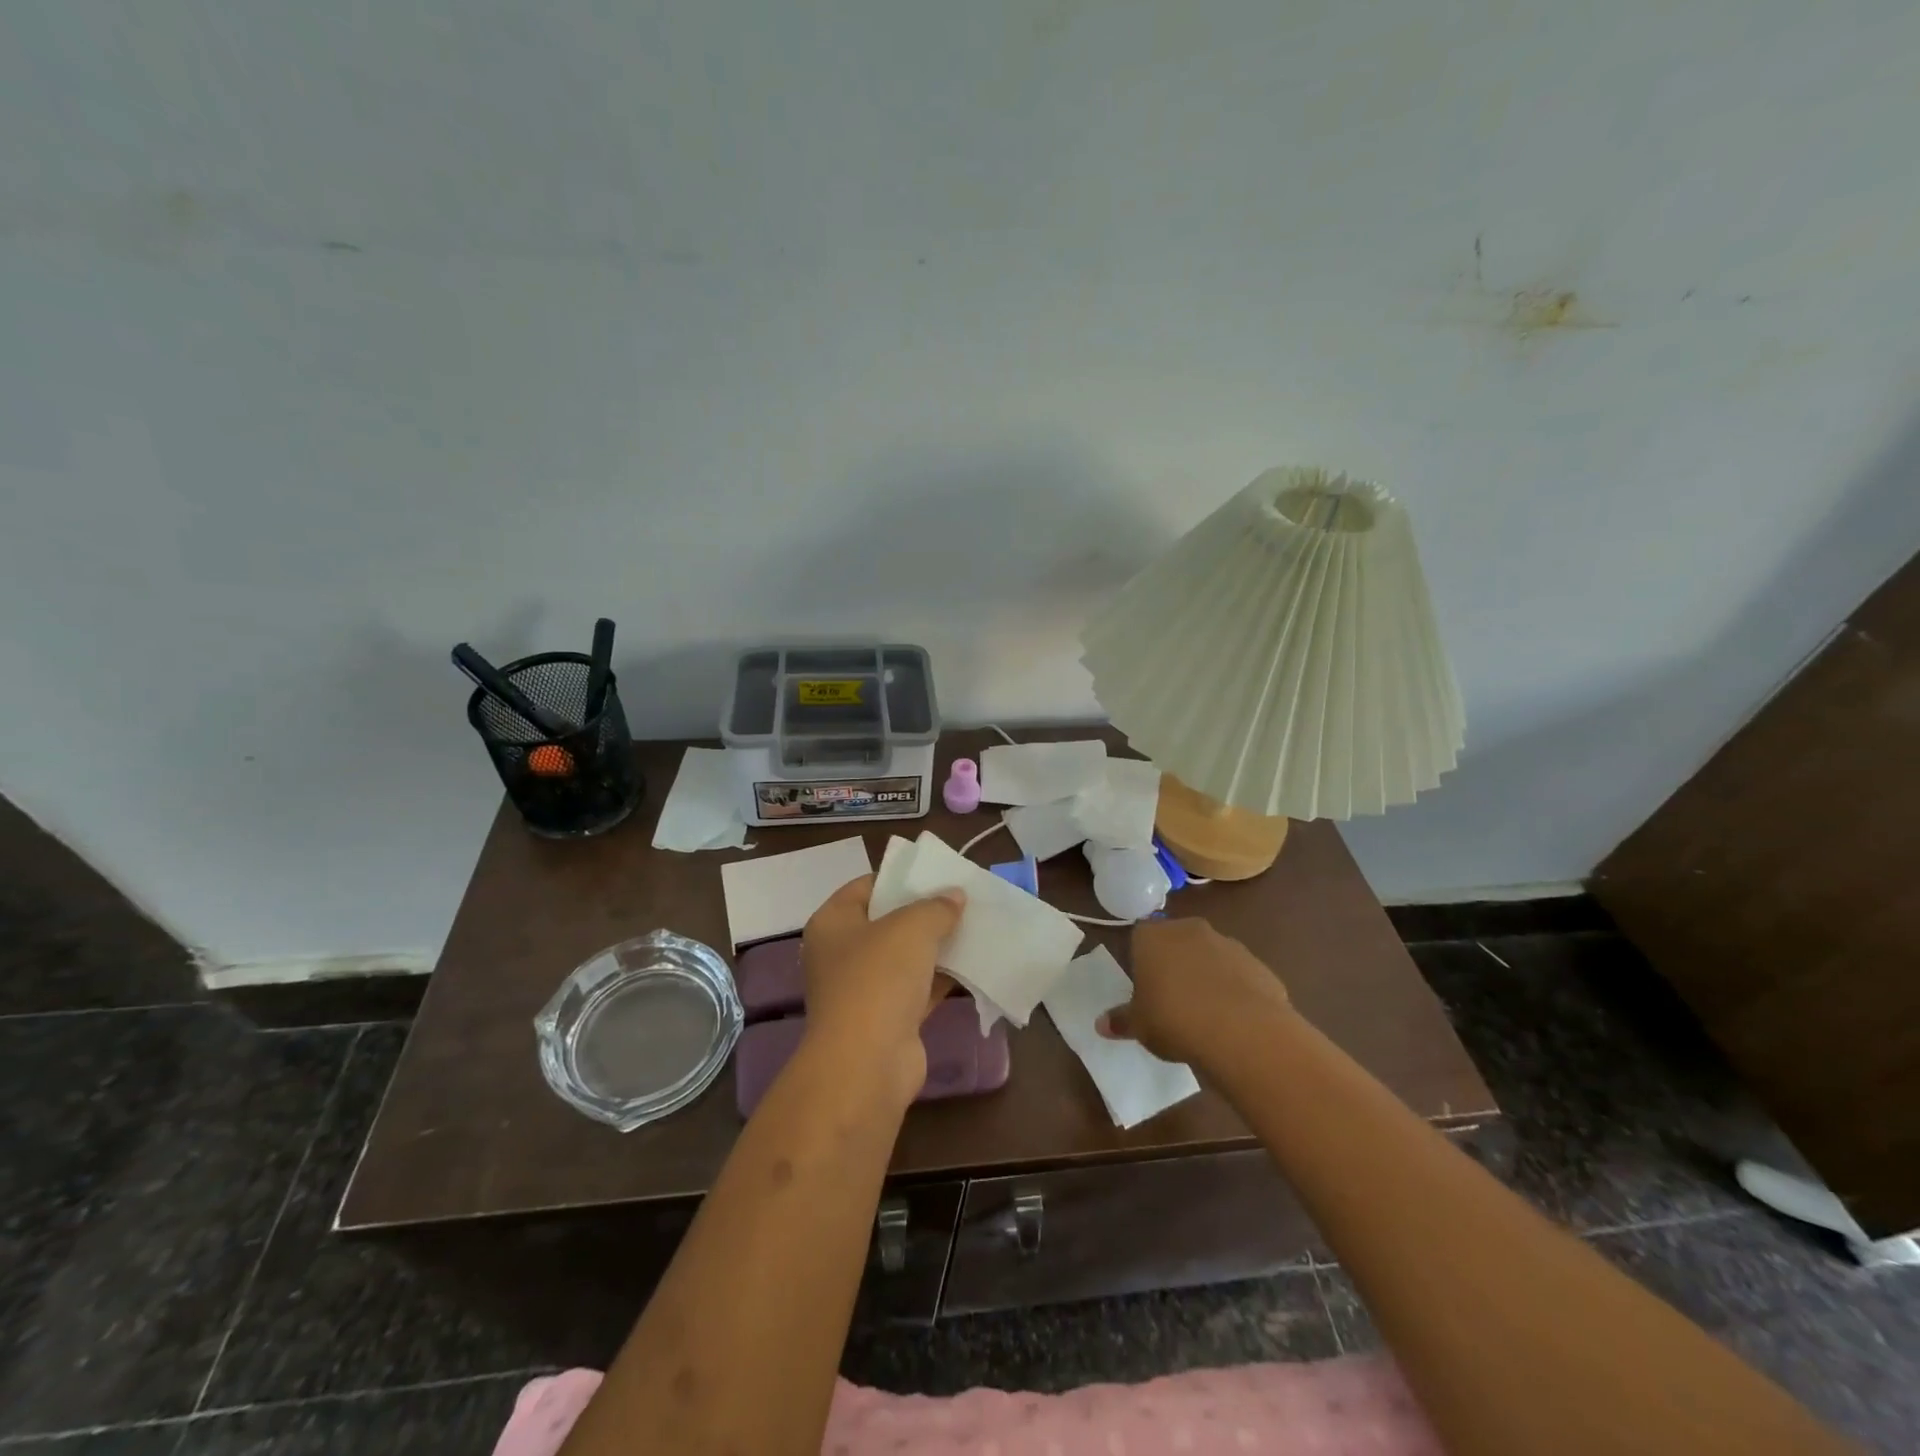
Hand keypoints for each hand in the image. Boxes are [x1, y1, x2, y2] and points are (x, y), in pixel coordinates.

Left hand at [800, 873, 963, 1097]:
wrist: (867, 1063)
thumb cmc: (878, 979)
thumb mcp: (911, 928)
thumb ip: (936, 907)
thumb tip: (954, 896)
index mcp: (833, 923)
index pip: (866, 886)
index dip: (900, 877)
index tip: (936, 873)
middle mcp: (842, 954)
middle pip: (887, 922)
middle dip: (924, 912)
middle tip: (962, 899)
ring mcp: (863, 989)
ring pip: (905, 957)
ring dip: (937, 945)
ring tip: (975, 926)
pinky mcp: (887, 1019)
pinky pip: (918, 988)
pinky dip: (942, 977)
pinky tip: (974, 964)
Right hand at [1098, 917, 1290, 1068]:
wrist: (1242, 1030)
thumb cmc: (1174, 1019)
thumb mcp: (1139, 1026)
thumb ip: (1121, 1021)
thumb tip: (1101, 1025)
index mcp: (1152, 936)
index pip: (1139, 937)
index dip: (1141, 961)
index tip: (1144, 988)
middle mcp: (1189, 930)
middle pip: (1176, 941)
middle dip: (1174, 964)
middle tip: (1171, 1000)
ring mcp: (1227, 943)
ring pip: (1210, 956)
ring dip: (1206, 975)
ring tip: (1205, 1014)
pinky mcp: (1258, 964)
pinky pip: (1238, 975)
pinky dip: (1235, 991)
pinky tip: (1233, 1021)